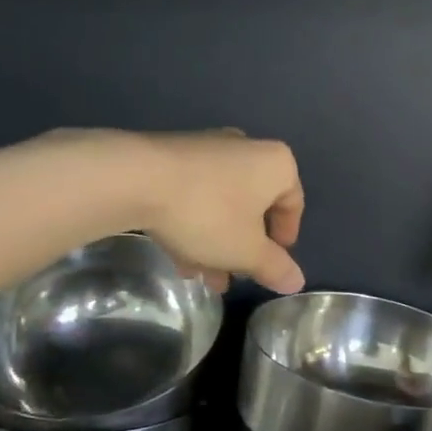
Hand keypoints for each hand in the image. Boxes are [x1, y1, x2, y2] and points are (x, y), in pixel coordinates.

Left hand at [63, 128, 304, 294]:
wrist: (134, 179)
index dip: (285, 240)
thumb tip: (297, 282)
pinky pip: (195, 195)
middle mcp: (247, 149)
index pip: (293, 204)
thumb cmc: (208, 213)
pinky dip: (194, 224)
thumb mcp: (246, 251)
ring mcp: (208, 149)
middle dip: (245, 246)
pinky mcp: (173, 155)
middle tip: (236, 275)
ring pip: (222, 203)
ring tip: (204, 276)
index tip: (271, 265)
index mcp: (276, 164)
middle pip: (254, 205)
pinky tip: (180, 256)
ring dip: (217, 241)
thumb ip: (274, 267)